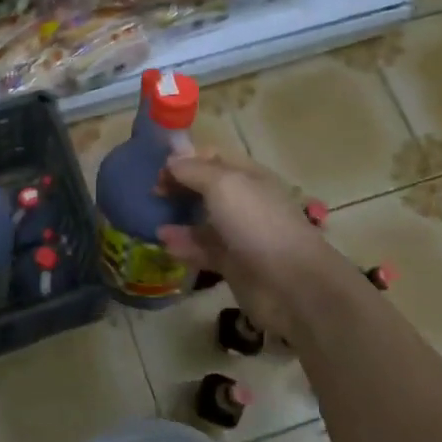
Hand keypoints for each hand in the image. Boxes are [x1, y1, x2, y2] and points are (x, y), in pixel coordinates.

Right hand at [157, 152, 340, 343]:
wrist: (290, 283)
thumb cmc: (257, 223)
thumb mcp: (223, 185)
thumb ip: (194, 170)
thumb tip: (171, 160)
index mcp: (248, 176)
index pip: (213, 158)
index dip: (185, 159)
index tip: (158, 168)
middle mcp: (244, 202)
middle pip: (206, 189)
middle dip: (179, 188)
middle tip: (152, 193)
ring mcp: (239, 234)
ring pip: (202, 221)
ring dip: (178, 218)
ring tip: (152, 220)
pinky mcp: (232, 264)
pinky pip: (202, 250)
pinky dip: (184, 246)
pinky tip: (165, 245)